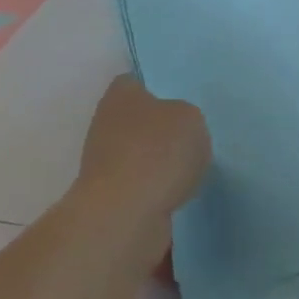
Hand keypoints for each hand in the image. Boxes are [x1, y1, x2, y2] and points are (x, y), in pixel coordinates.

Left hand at [77, 76, 210, 214]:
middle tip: (193, 139)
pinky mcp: (111, 200)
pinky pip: (142, 190)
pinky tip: (182, 199)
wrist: (126, 216)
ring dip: (161, 166)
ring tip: (193, 172)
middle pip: (138, 122)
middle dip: (162, 132)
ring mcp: (104, 165)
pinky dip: (159, 194)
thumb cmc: (157, 153)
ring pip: (140, 158)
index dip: (158, 89)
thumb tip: (176, 130)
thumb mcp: (191, 119)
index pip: (136, 82)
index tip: (182, 103)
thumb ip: (186, 117)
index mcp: (120, 96)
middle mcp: (106, 126)